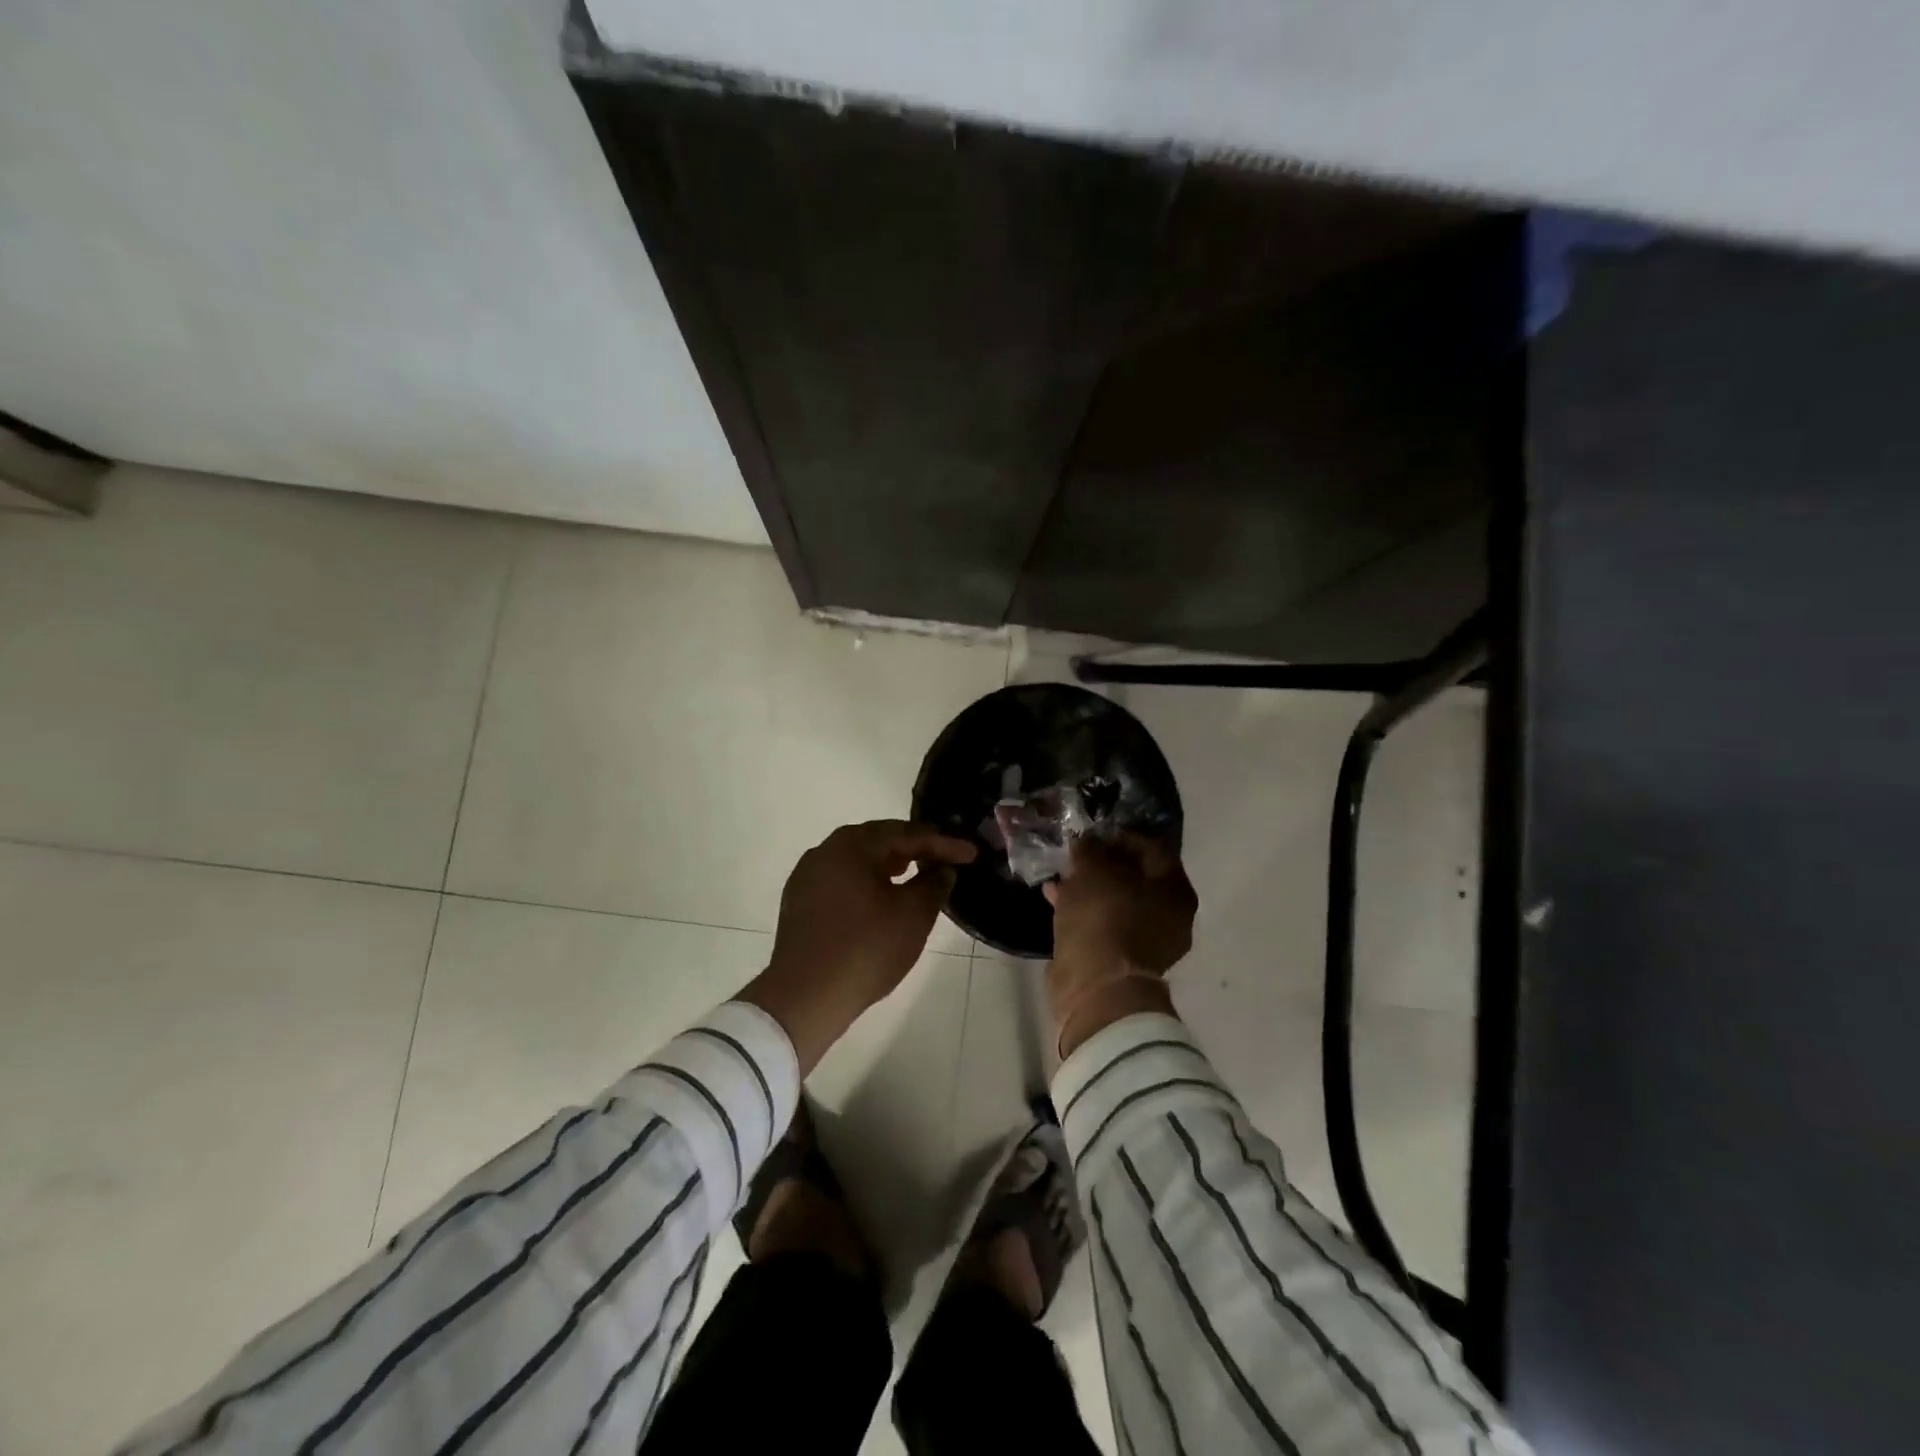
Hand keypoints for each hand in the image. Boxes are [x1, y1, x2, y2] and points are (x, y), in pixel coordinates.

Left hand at [742, 820, 976, 1071]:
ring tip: (915, 875)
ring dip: (889, 865)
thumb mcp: (913, 915)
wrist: (805, 997)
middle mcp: (824, 851)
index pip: (906, 834)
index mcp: (851, 845)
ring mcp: (807, 876)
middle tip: (943, 859)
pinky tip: (881, 899)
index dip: (942, 843)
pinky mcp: (799, 902)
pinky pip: (841, 881)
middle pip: (878, 841)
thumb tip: (941, 869)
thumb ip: (933, 884)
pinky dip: (866, 883)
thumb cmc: (866, 948)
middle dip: (913, 849)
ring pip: (857, 861)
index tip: (970, 854)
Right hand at [1045, 834, 1197, 1056]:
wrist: (1096, 987)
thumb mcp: (1092, 870)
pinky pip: (1101, 925)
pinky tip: (1054, 896)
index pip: (1152, 849)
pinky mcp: (1120, 961)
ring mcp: (1146, 942)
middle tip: (1076, 852)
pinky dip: (1081, 910)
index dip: (1121, 836)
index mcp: (1175, 890)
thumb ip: (1090, 850)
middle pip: (1135, 878)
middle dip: (1103, 863)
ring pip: (1115, 902)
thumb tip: (1086, 842)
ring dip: (1089, 887)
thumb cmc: (1104, 918)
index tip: (1093, 832)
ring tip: (1060, 872)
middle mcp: (1169, 916)